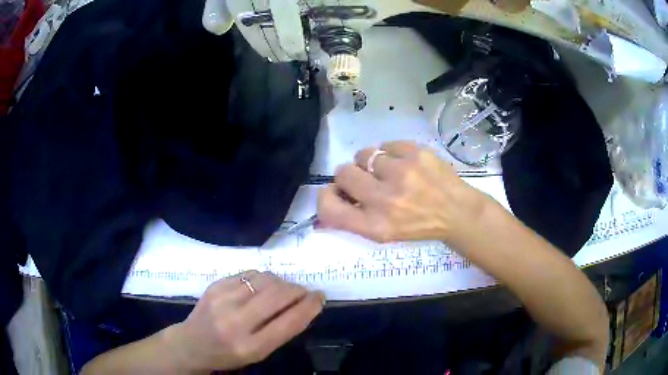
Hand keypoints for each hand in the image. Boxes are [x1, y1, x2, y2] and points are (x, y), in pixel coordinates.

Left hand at [166, 271, 324, 371]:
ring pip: (266, 279)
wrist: (191, 343)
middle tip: (305, 292)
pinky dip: (263, 278)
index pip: (289, 322)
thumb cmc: (229, 354)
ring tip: (283, 290)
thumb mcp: (258, 353)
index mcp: (251, 346)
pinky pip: (250, 274)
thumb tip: (304, 304)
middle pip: (278, 295)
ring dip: (282, 282)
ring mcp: (223, 300)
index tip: (320, 297)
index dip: (310, 306)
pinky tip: (262, 286)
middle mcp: (236, 322)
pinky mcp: (216, 285)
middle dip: (298, 290)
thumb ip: (281, 331)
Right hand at [317, 141, 486, 242]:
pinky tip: (405, 164)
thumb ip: (355, 218)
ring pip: (365, 155)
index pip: (329, 208)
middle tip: (368, 179)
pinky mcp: (415, 153)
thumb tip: (330, 196)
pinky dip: (391, 153)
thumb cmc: (419, 225)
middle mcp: (384, 200)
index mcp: (374, 226)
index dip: (326, 196)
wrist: (457, 211)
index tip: (336, 192)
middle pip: (343, 173)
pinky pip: (386, 145)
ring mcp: (401, 173)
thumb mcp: (385, 234)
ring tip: (391, 171)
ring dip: (373, 163)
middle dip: (351, 174)